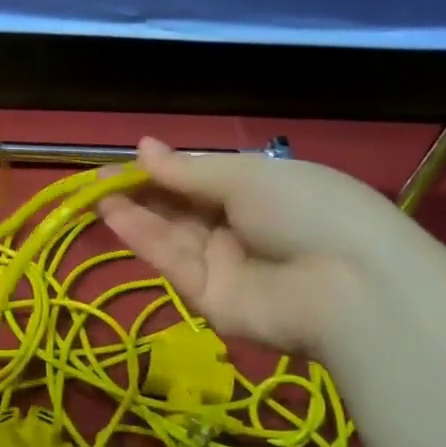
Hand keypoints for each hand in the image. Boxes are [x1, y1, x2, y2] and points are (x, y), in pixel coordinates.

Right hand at [98, 137, 407, 355]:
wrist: (347, 286)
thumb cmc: (306, 209)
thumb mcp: (248, 176)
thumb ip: (189, 170)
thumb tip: (143, 147)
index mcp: (262, 193)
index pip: (204, 180)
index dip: (167, 170)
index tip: (130, 159)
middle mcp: (241, 228)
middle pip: (183, 209)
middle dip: (144, 192)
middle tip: (100, 178)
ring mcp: (225, 266)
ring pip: (172, 236)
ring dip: (136, 214)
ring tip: (97, 193)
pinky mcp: (209, 299)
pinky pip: (173, 263)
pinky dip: (143, 239)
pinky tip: (114, 215)